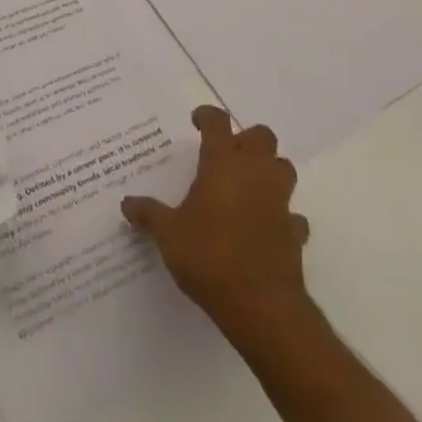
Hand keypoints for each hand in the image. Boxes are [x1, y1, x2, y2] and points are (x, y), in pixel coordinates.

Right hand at [122, 106, 311, 333]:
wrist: (261, 305)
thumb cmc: (209, 256)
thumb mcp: (168, 235)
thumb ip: (148, 214)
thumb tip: (126, 204)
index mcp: (223, 164)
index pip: (217, 122)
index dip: (207, 116)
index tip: (197, 122)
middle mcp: (254, 173)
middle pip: (261, 136)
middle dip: (246, 140)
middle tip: (226, 155)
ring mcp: (279, 202)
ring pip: (284, 168)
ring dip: (269, 170)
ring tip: (248, 185)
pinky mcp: (294, 232)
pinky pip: (293, 214)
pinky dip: (282, 215)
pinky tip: (266, 227)